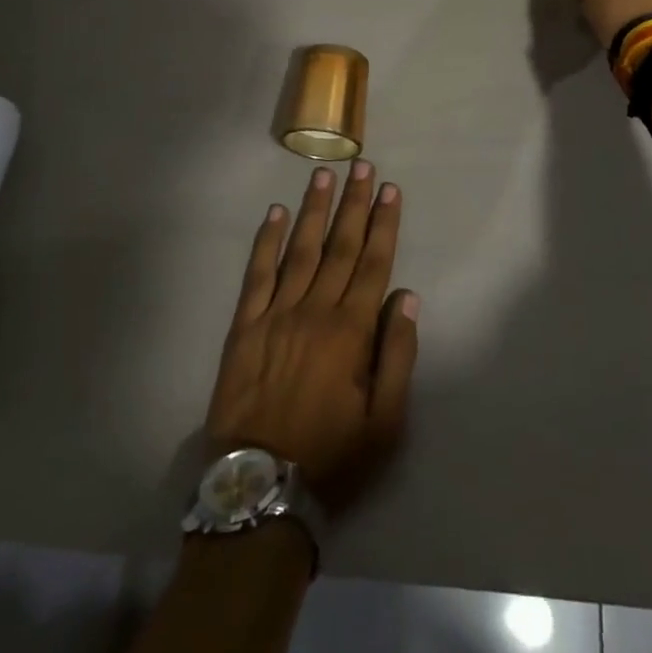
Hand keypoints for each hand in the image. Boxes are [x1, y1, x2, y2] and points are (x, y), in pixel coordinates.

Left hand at [207, 161, 418, 513]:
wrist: (260, 487)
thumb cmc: (331, 455)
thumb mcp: (385, 421)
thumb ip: (398, 355)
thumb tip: (407, 298)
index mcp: (351, 330)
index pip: (373, 263)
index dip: (383, 224)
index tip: (390, 190)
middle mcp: (315, 310)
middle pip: (340, 245)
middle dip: (354, 203)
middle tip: (362, 166)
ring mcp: (276, 314)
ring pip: (301, 249)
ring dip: (315, 209)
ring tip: (325, 174)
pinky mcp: (245, 325)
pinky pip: (257, 273)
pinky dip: (267, 241)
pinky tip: (276, 214)